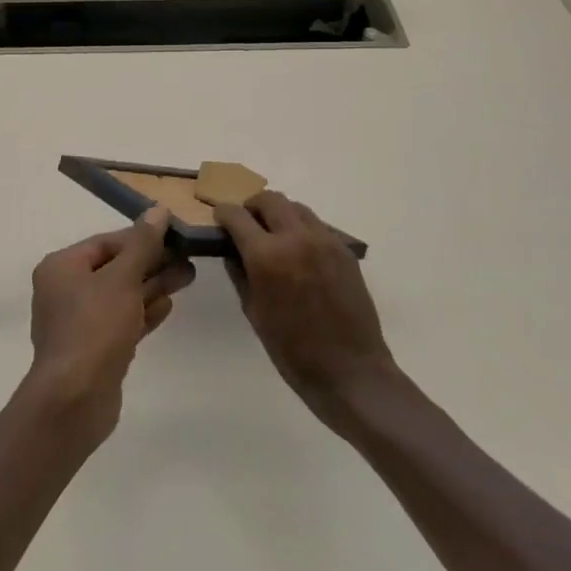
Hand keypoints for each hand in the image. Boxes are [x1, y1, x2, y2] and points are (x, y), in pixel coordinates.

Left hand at [21, 207, 194, 446]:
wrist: (75, 400)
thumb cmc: (94, 327)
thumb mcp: (123, 278)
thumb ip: (143, 244)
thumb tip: (158, 210)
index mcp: (62, 267)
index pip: (106, 243)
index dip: (141, 238)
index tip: (174, 236)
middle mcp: (65, 290)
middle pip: (115, 268)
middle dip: (152, 263)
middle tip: (189, 258)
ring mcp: (79, 322)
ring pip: (122, 296)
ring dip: (153, 286)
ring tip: (189, 277)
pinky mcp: (94, 350)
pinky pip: (122, 321)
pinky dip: (143, 312)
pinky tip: (169, 305)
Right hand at [216, 192, 397, 429]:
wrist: (350, 371)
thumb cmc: (293, 350)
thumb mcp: (254, 312)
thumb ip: (240, 274)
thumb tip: (232, 250)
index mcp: (267, 256)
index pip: (237, 216)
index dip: (224, 213)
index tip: (219, 218)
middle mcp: (296, 238)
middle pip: (269, 199)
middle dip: (253, 206)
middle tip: (246, 223)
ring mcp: (325, 241)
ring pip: (296, 207)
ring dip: (279, 213)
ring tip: (274, 235)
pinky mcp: (344, 250)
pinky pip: (317, 225)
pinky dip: (302, 228)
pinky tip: (299, 252)